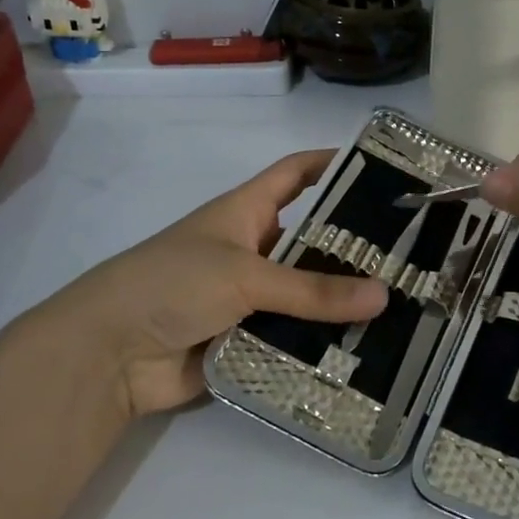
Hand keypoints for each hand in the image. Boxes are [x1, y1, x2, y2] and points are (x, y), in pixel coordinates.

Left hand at [17, 150, 387, 417]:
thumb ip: (312, 291)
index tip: (381, 167)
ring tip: (402, 307)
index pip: (294, 174)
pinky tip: (366, 352)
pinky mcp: (246, 340)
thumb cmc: (172, 284)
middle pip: (310, 241)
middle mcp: (251, 250)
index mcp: (244, 212)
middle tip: (410, 256)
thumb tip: (384, 296)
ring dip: (340, 303)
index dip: (331, 164)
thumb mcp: (244, 275)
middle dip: (352, 248)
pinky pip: (292, 338)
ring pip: (304, 296)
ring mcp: (248, 298)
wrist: (108, 354)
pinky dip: (320, 345)